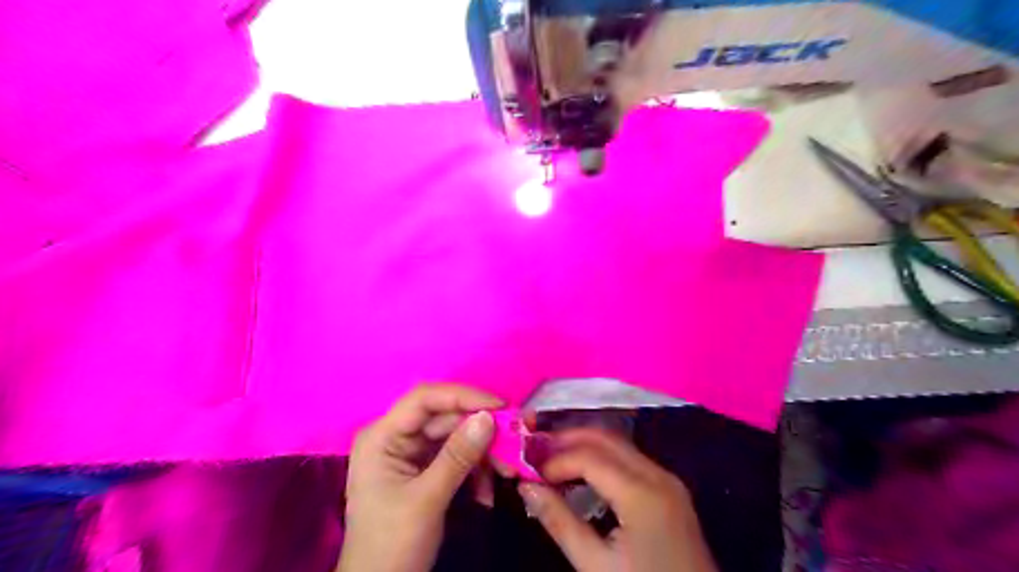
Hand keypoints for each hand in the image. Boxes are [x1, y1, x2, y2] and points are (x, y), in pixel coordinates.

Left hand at [339, 385, 503, 571]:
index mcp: (382, 436)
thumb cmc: (392, 545)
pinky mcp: (422, 469)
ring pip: (454, 437)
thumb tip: (488, 417)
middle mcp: (395, 436)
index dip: (463, 396)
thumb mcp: (427, 500)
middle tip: (514, 442)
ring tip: (506, 472)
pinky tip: (486, 492)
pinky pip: (455, 457)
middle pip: (444, 418)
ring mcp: (409, 453)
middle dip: (480, 430)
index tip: (500, 406)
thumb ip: (458, 456)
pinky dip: (474, 471)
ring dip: (482, 454)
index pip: (425, 399)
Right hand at [521, 430, 710, 571]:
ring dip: (584, 445)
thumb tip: (526, 486)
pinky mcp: (669, 488)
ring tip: (553, 459)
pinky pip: (630, 459)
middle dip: (568, 439)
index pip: (589, 456)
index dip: (555, 460)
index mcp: (642, 494)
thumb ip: (559, 522)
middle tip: (536, 452)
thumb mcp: (596, 566)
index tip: (530, 473)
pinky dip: (602, 458)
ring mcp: (667, 479)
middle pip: (606, 438)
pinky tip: (582, 473)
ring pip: (619, 444)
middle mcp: (657, 475)